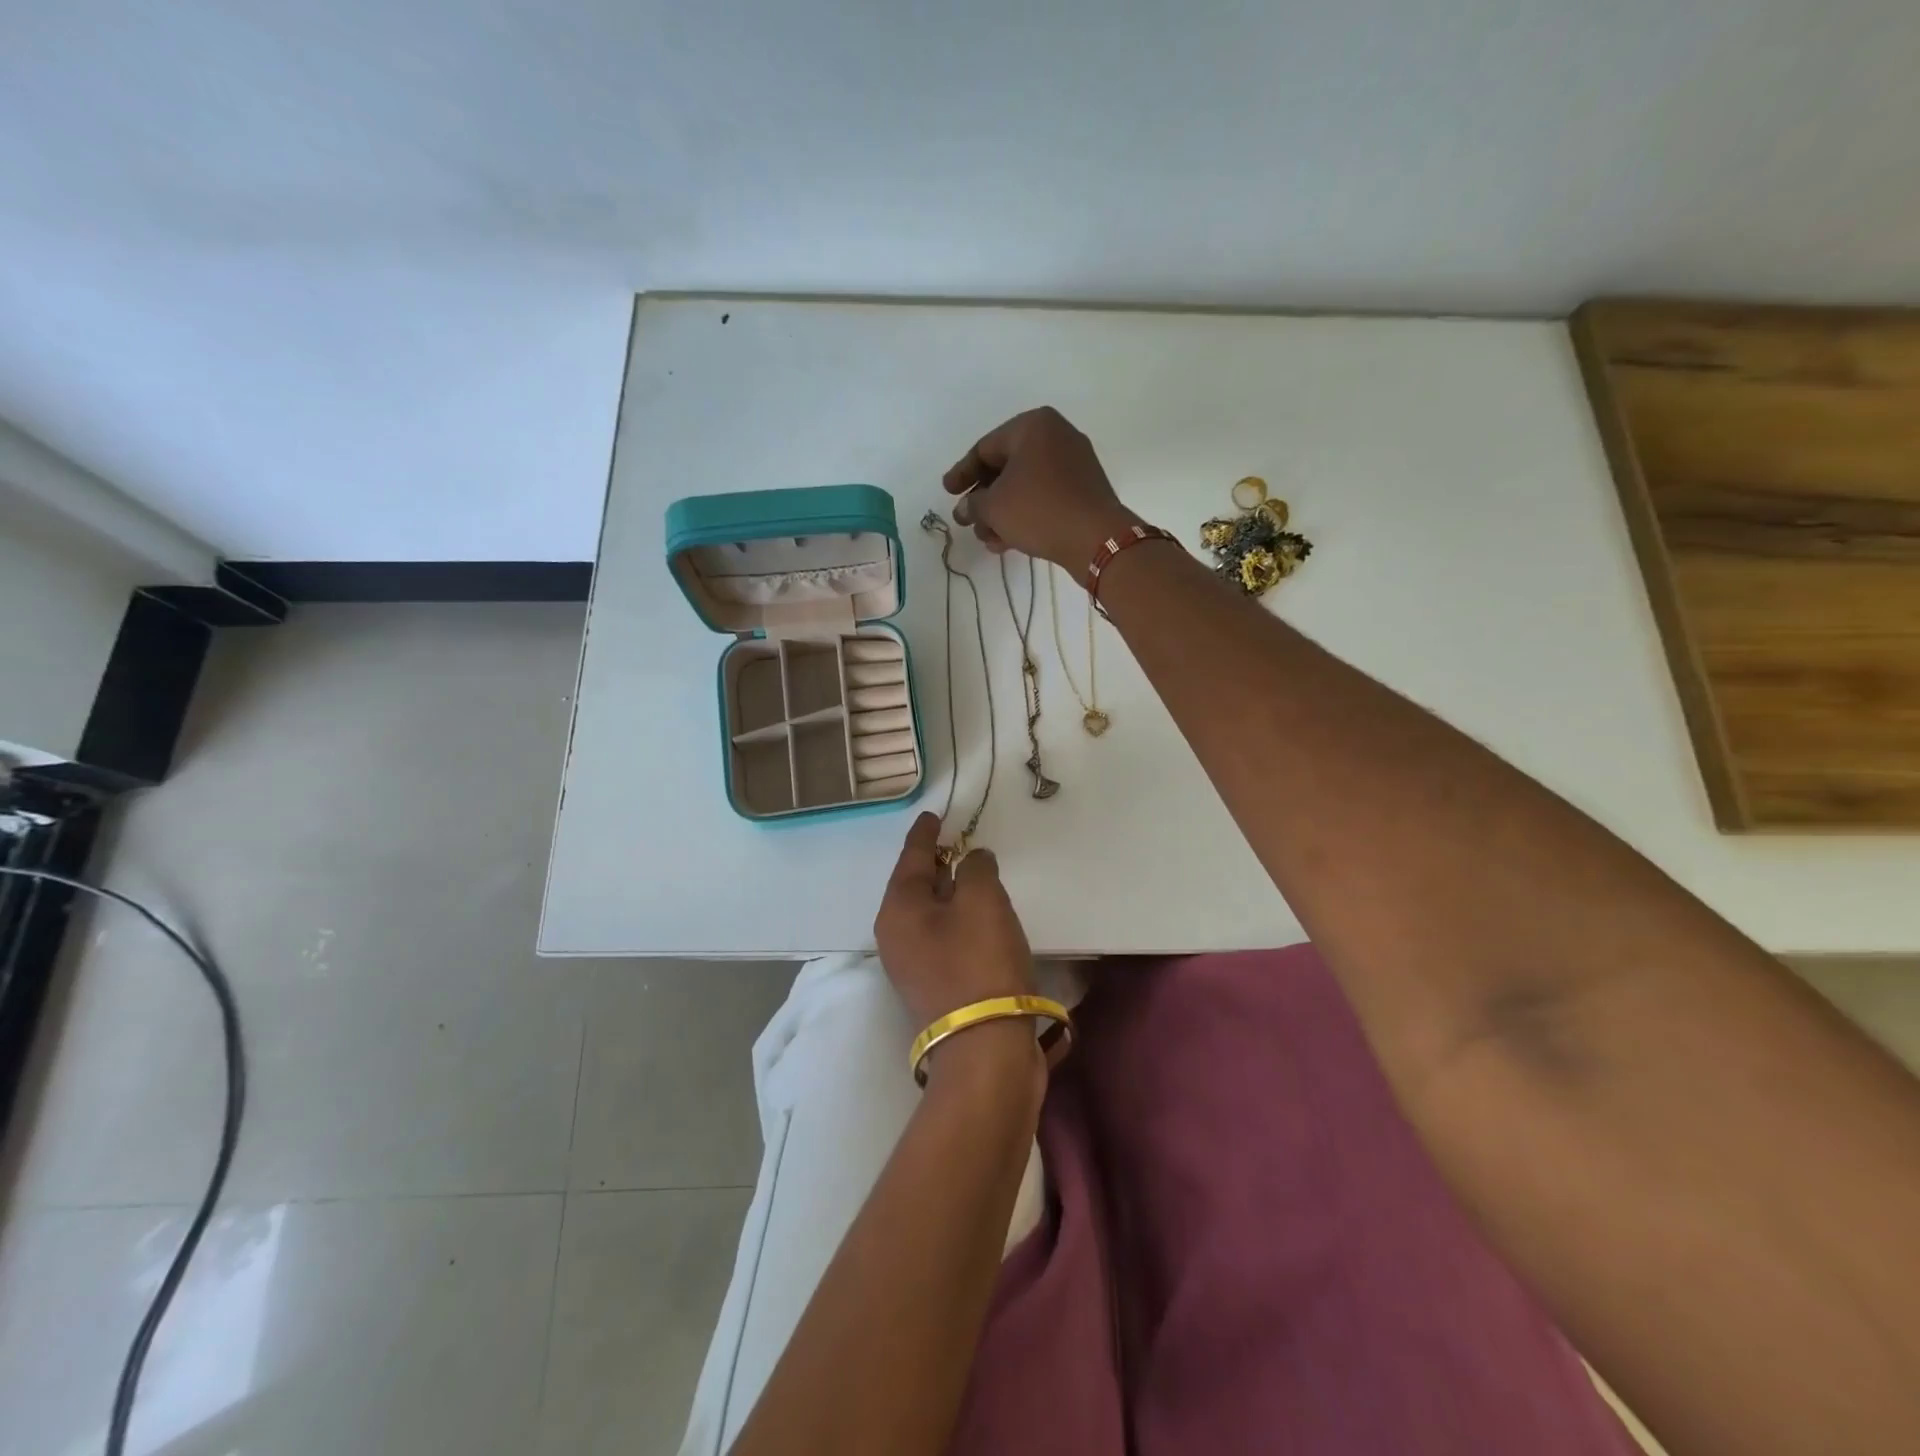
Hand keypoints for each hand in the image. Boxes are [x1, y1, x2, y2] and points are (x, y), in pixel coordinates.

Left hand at [874, 813, 1035, 1031]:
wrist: (986, 1047)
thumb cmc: (980, 961)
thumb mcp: (982, 900)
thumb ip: (977, 868)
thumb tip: (972, 862)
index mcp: (898, 909)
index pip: (910, 858)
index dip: (924, 834)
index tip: (933, 816)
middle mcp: (895, 936)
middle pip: (915, 886)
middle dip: (936, 863)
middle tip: (958, 843)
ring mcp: (912, 965)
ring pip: (930, 914)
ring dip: (951, 893)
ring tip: (975, 875)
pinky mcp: (934, 986)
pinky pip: (943, 937)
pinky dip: (959, 920)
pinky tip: (981, 917)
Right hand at [942, 406, 1139, 569]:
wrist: (1096, 537)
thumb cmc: (1038, 510)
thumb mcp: (994, 507)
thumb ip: (972, 504)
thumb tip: (965, 509)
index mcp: (1033, 425)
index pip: (985, 448)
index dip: (962, 473)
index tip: (947, 492)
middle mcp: (1056, 436)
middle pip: (1006, 467)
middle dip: (984, 498)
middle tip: (966, 520)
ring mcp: (1074, 462)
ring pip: (1025, 485)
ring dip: (1001, 512)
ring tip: (986, 538)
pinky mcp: (1084, 489)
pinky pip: (1045, 496)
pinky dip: (1024, 514)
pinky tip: (1007, 541)